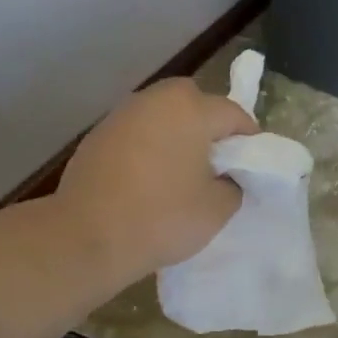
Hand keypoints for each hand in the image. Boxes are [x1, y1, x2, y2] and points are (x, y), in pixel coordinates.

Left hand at [55, 77, 257, 287]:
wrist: (87, 237)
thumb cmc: (162, 218)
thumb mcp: (218, 209)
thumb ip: (233, 184)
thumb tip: (225, 176)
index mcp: (191, 109)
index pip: (234, 114)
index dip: (248, 139)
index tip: (250, 166)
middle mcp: (156, 100)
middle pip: (195, 102)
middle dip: (210, 126)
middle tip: (216, 162)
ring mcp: (122, 114)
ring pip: (163, 114)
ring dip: (177, 132)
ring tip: (182, 169)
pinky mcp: (98, 135)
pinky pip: (138, 131)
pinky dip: (149, 145)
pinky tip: (149, 177)